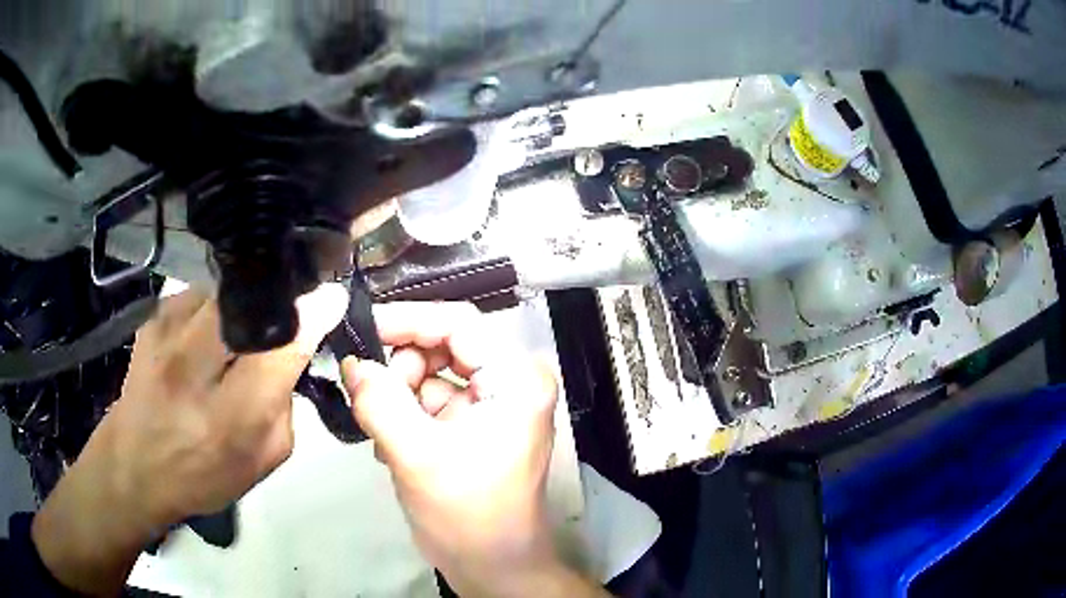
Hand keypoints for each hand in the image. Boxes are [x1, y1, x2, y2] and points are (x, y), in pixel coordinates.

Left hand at [33, 284, 347, 595]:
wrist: (132, 466)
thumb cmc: (202, 475)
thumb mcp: (260, 461)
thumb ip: (285, 406)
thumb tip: (299, 348)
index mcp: (228, 418)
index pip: (280, 348)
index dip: (312, 315)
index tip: (333, 296)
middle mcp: (192, 366)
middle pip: (249, 302)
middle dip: (279, 298)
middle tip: (291, 310)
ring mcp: (166, 332)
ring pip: (225, 291)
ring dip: (246, 305)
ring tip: (247, 329)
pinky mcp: (152, 317)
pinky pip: (200, 294)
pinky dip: (217, 306)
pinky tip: (213, 331)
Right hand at [343, 302, 605, 596]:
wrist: (494, 568)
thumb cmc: (467, 515)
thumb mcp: (416, 455)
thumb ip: (379, 402)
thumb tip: (352, 363)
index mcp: (516, 379)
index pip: (458, 323)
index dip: (406, 320)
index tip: (360, 331)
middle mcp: (511, 382)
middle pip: (443, 345)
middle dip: (400, 367)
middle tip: (369, 396)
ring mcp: (494, 403)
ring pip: (431, 372)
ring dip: (399, 395)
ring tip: (381, 431)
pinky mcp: (475, 425)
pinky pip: (430, 400)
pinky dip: (405, 414)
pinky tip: (393, 445)